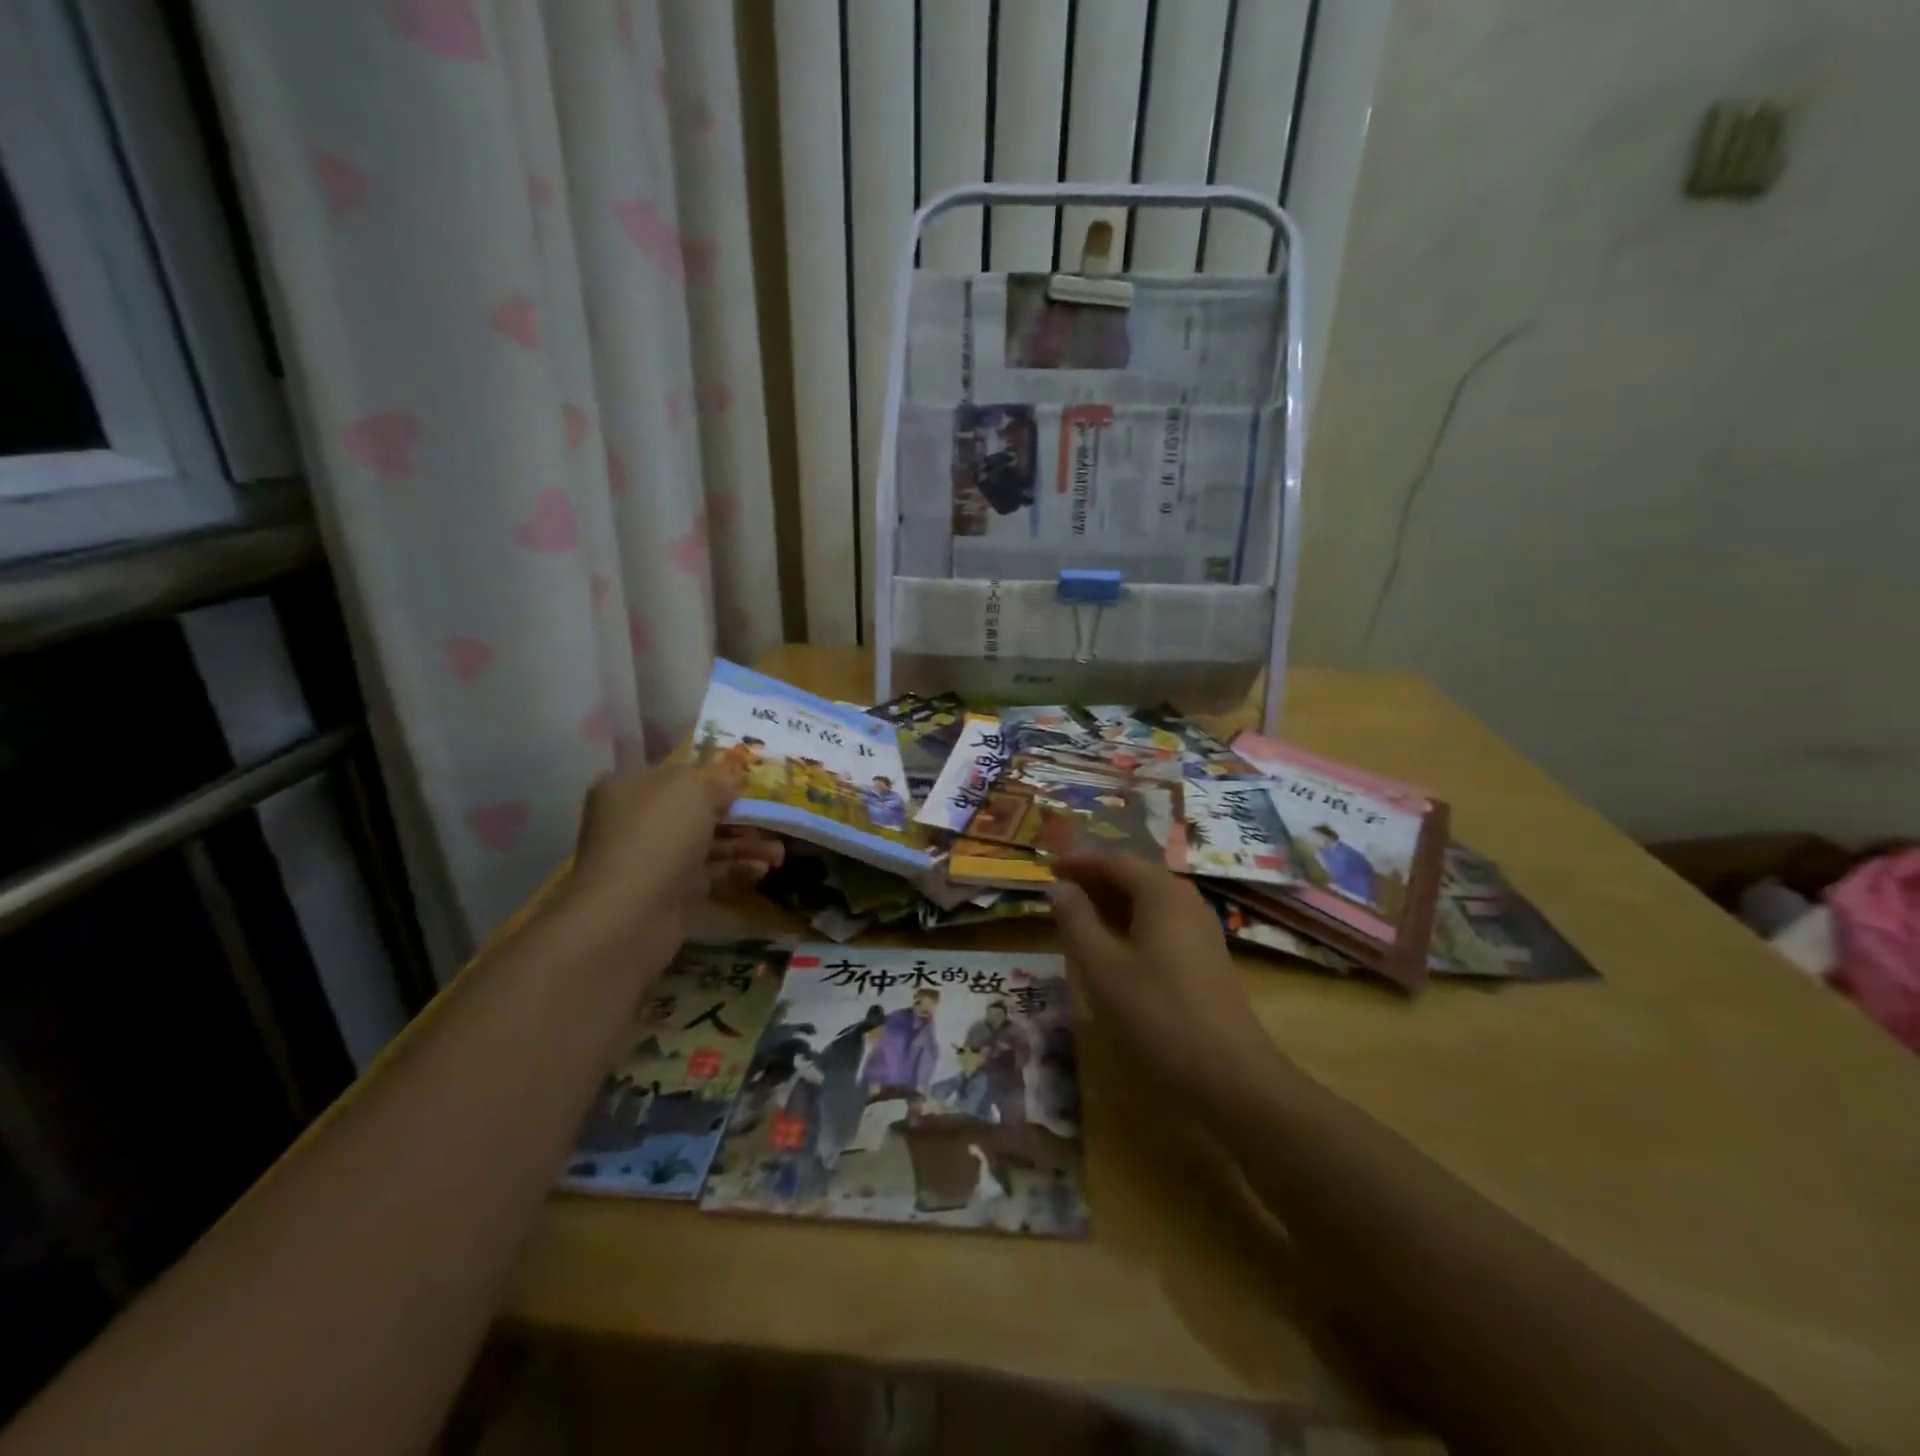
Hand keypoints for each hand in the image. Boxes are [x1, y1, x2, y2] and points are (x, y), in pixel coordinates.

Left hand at [563, 760, 783, 969]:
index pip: (678, 773)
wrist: (629, 915)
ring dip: (744, 845)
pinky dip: (735, 870)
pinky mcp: (669, 893)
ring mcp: (653, 859)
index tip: (749, 783)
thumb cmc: (658, 836)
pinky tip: (762, 871)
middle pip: (696, 811)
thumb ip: (718, 777)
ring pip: (707, 844)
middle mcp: (638, 820)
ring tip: (778, 854)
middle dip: (738, 815)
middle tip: (773, 820)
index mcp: (631, 786)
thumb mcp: (694, 789)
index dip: (714, 776)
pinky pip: (708, 874)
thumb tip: (732, 777)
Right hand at [1049, 853, 1282, 1108]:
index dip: (1079, 863)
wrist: (1230, 1074)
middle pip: (1135, 876)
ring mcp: (1201, 929)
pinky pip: (1162, 923)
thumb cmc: (1157, 1014)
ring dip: (1113, 904)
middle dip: (1095, 881)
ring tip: (1079, 919)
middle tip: (1060, 894)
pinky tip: (1114, 949)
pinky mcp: (1206, 956)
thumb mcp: (1101, 967)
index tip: (1048, 870)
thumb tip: (1061, 888)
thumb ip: (1076, 921)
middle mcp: (1185, 900)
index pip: (1115, 861)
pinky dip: (1132, 924)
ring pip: (1149, 901)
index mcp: (1161, 893)